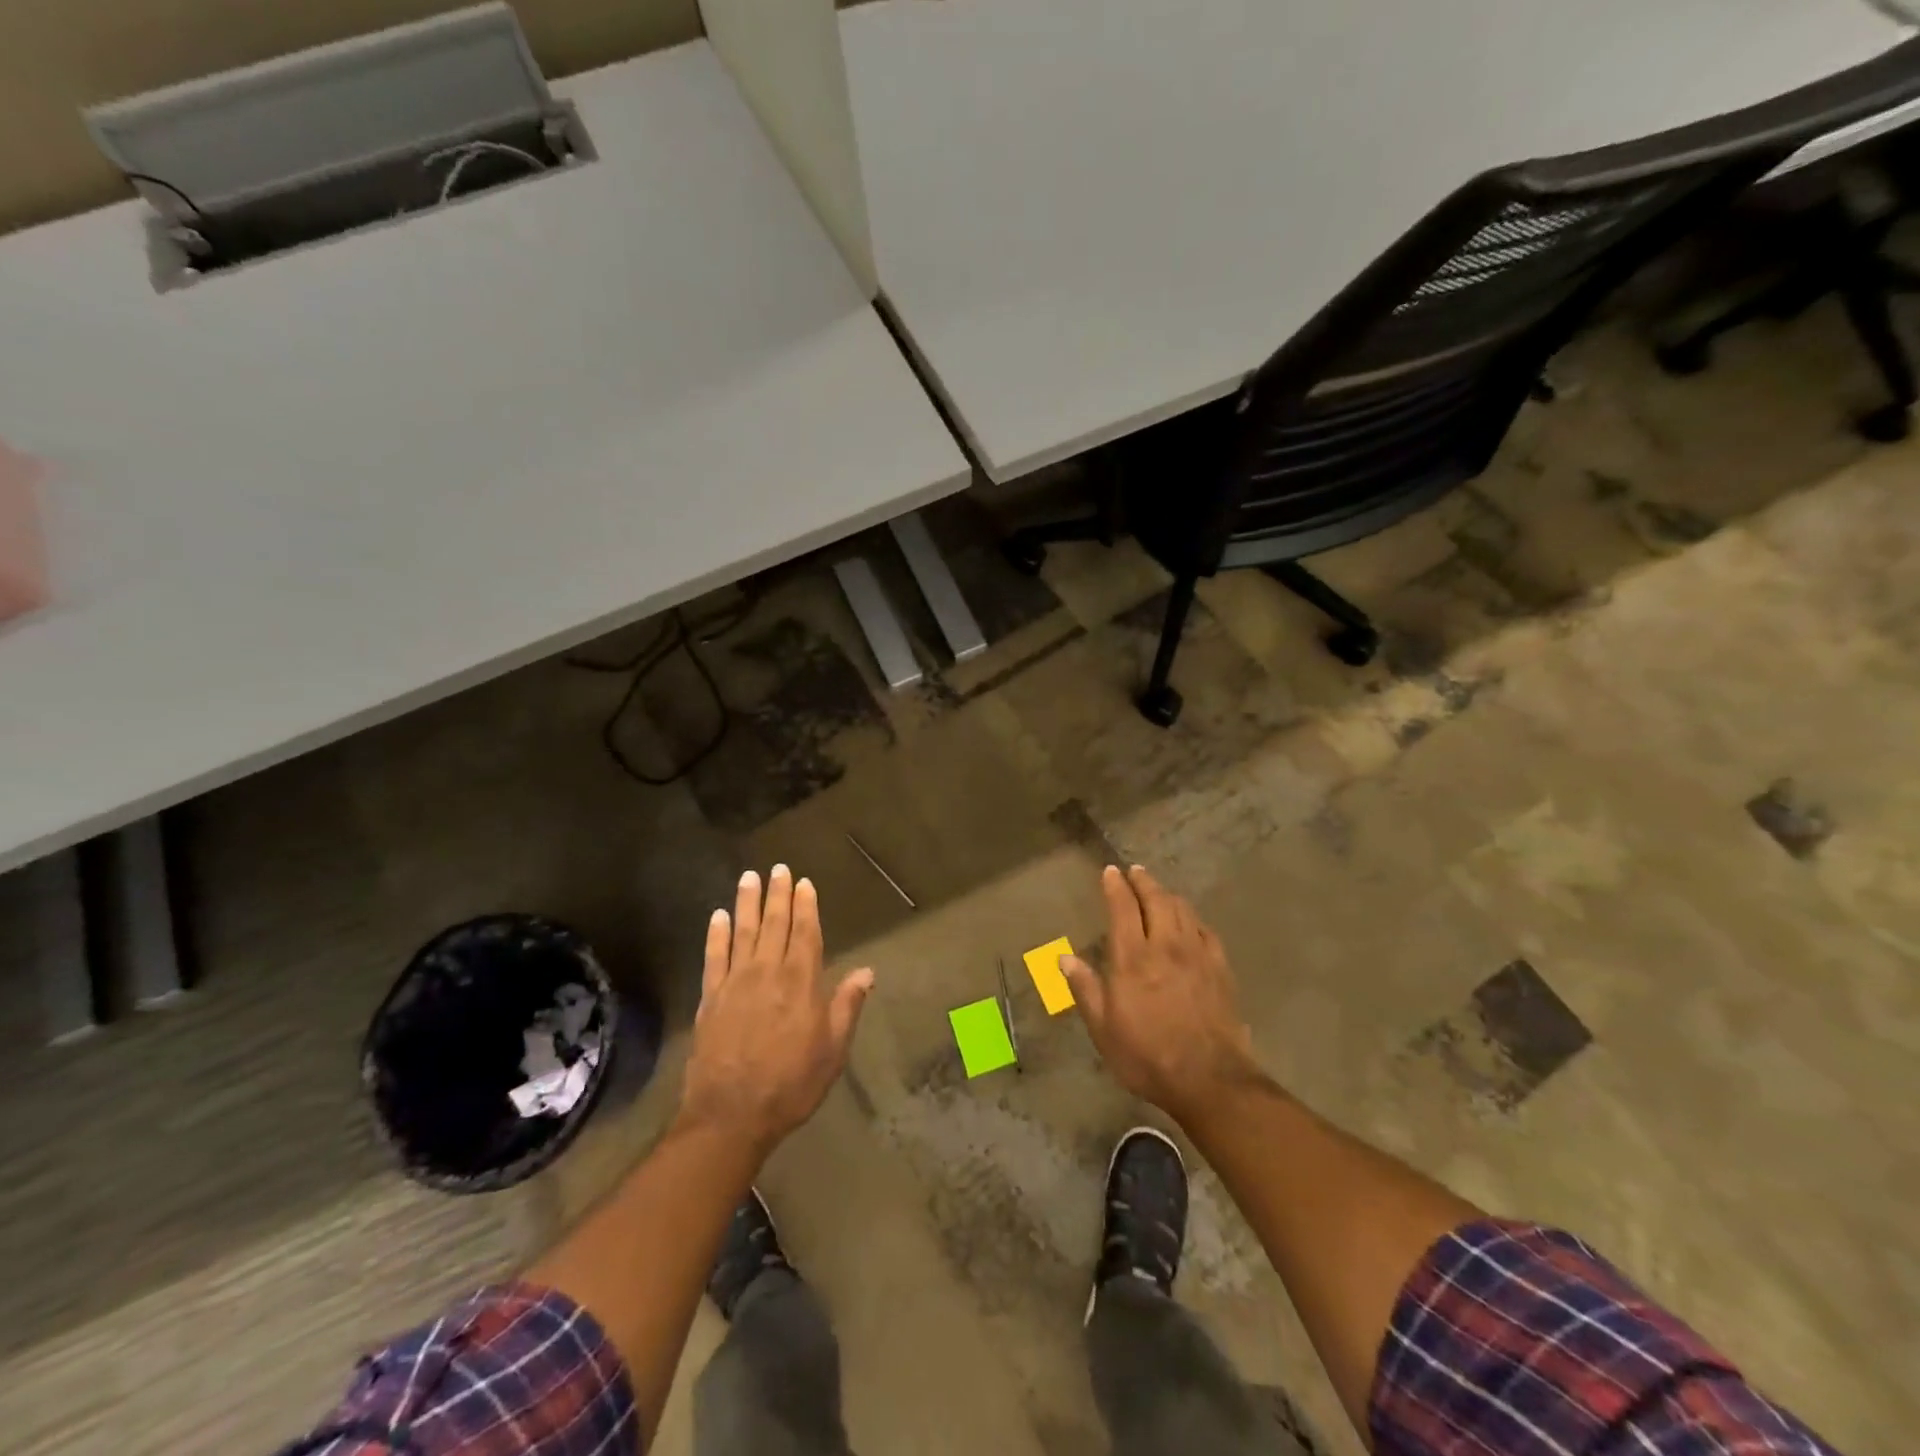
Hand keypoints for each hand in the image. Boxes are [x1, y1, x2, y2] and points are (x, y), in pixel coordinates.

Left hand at [678, 865, 872, 1158]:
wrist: (731, 1115)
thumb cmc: (791, 1083)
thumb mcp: (833, 1049)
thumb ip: (847, 1005)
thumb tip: (868, 971)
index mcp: (801, 982)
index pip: (805, 933)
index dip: (806, 906)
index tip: (804, 883)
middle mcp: (768, 972)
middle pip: (774, 924)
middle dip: (778, 895)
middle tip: (778, 868)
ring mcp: (735, 983)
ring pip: (743, 932)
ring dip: (746, 903)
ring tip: (749, 877)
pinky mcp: (710, 998)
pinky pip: (713, 957)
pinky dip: (716, 935)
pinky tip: (718, 917)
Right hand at [1063, 864, 1264, 1124]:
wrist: (1210, 1079)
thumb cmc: (1147, 1056)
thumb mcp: (1103, 1029)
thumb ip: (1085, 989)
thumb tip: (1063, 958)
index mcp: (1133, 958)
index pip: (1123, 908)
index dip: (1115, 886)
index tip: (1110, 871)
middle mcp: (1166, 946)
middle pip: (1157, 900)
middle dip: (1144, 881)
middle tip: (1135, 871)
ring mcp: (1197, 955)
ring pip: (1183, 910)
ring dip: (1168, 894)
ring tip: (1159, 890)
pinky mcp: (1220, 969)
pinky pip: (1206, 930)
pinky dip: (1193, 918)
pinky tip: (1190, 922)